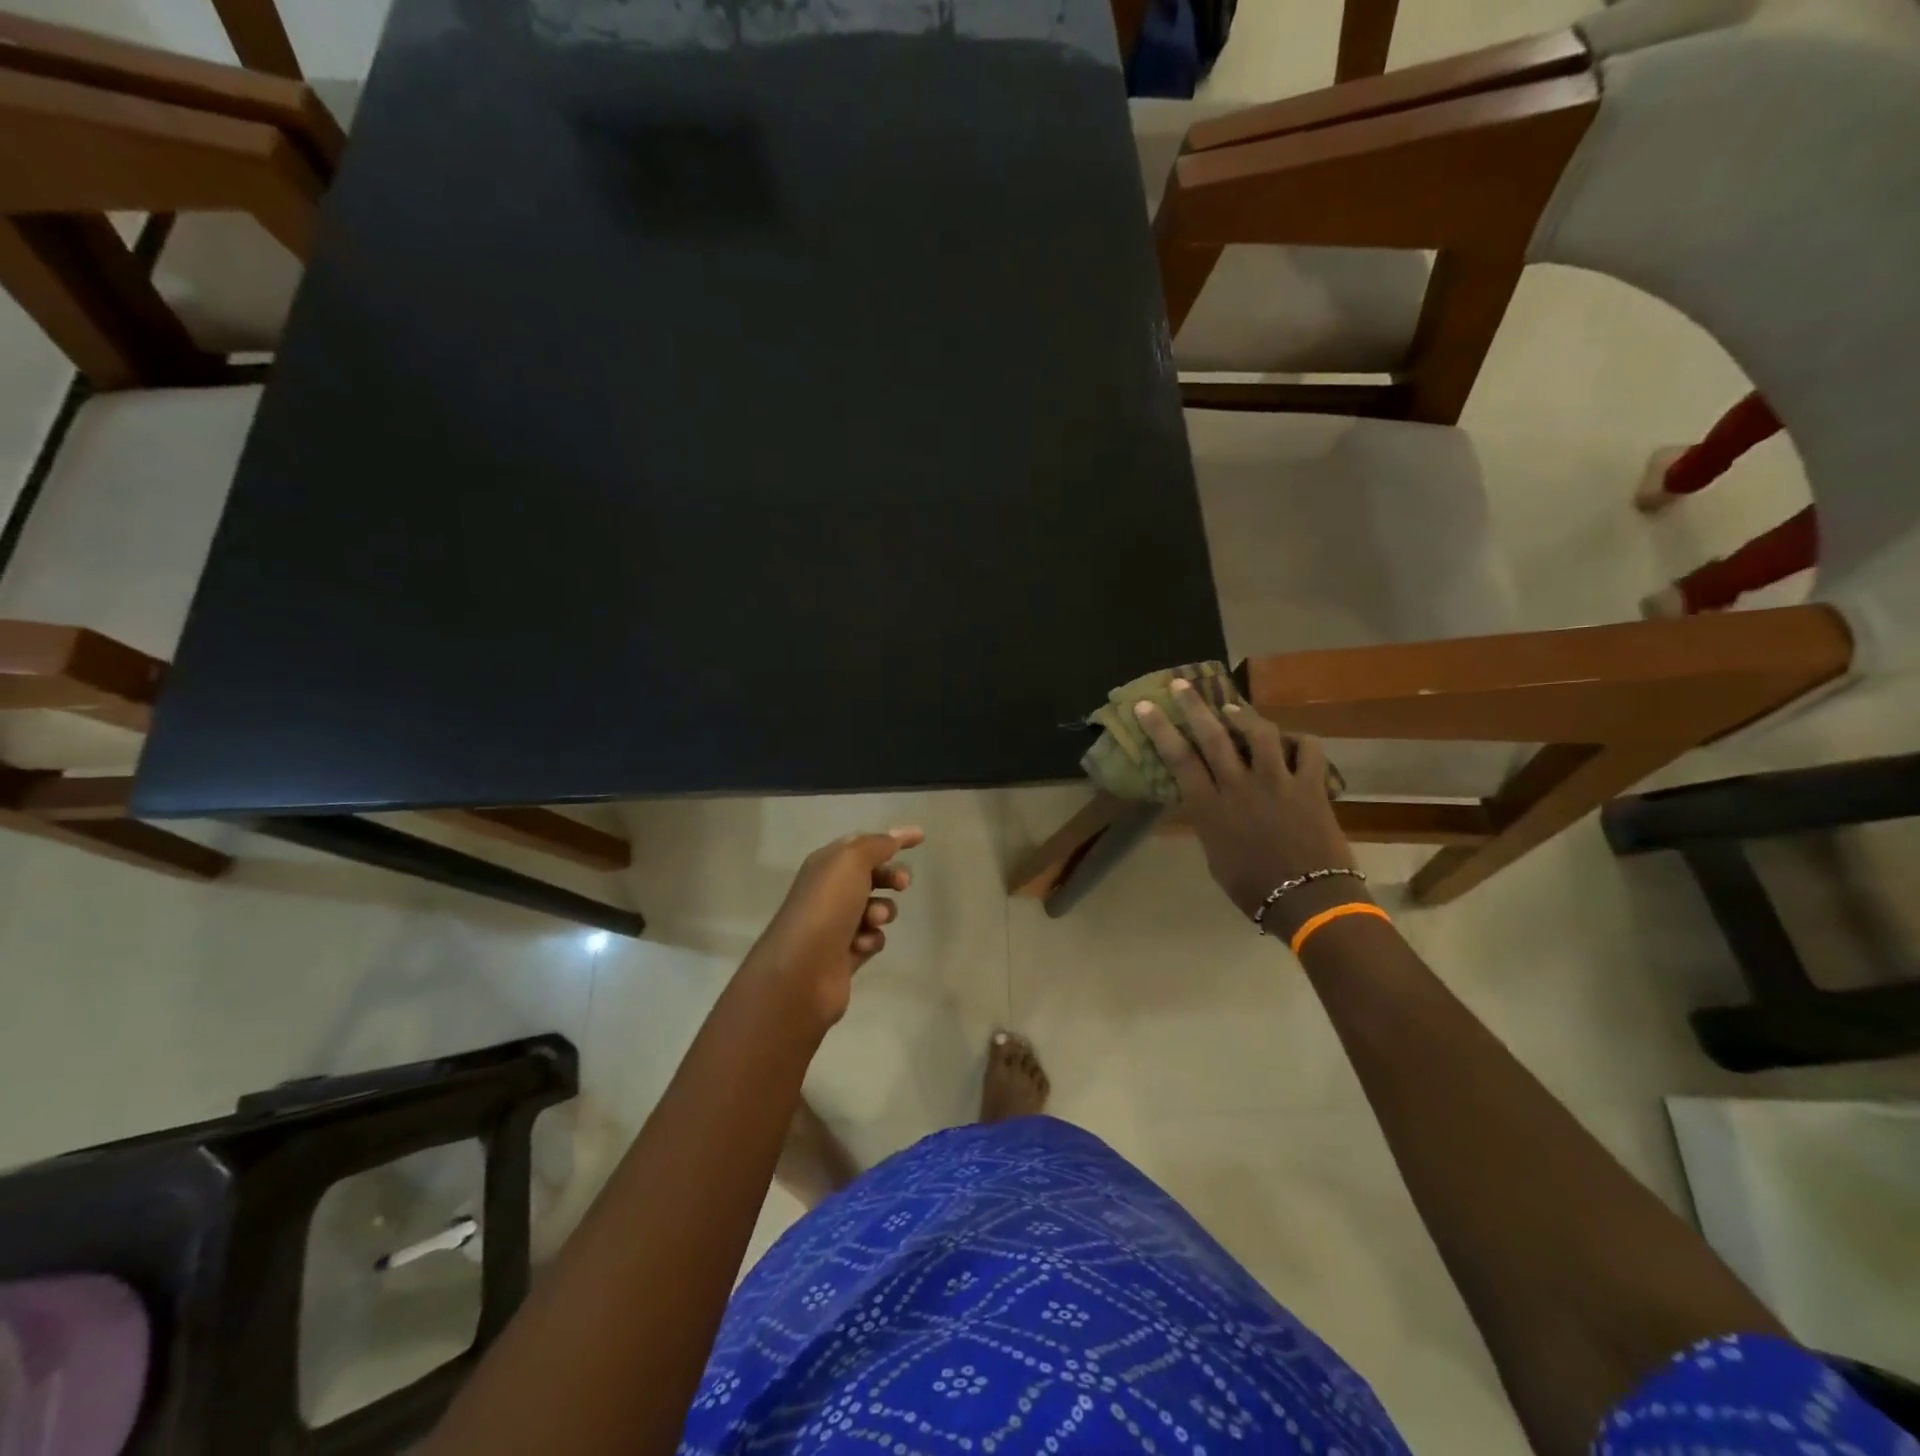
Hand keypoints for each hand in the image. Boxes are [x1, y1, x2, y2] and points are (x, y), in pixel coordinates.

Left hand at [745, 827, 923, 1025]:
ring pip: (876, 908)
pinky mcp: (845, 954)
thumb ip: (877, 845)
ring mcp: (836, 924)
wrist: (802, 969)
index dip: (891, 838)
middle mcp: (829, 891)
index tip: (921, 838)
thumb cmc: (827, 906)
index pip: (863, 843)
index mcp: (826, 864)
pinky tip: (861, 945)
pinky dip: (871, 939)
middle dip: (891, 876)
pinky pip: (872, 938)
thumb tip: (895, 837)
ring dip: (882, 911)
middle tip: (903, 884)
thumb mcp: (851, 861)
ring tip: (873, 919)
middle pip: (872, 876)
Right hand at [1133, 681, 1357, 934]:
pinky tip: (1290, 740)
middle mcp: (1240, 786)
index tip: (1145, 705)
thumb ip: (1209, 821)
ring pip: (1259, 733)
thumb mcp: (1214, 855)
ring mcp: (1278, 782)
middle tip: (1182, 683)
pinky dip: (1299, 740)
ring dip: (1243, 715)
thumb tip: (1207, 801)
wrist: (1306, 901)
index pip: (1179, 758)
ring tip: (1232, 707)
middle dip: (1194, 706)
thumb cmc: (1252, 887)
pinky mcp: (1311, 785)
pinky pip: (1308, 749)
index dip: (1160, 729)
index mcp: (1210, 807)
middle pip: (1213, 736)